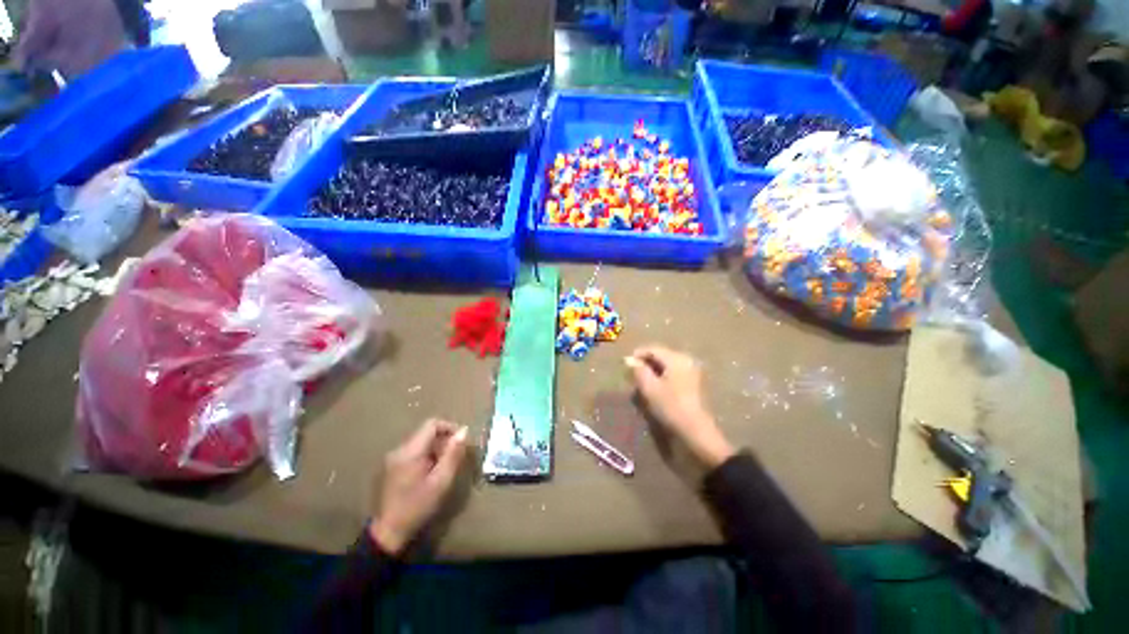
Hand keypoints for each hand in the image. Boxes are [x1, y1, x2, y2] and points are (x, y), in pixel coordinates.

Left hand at [369, 419, 468, 554]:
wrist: (388, 533)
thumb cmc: (417, 507)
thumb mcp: (441, 482)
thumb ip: (453, 454)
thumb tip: (464, 431)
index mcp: (410, 451)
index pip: (432, 424)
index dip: (450, 427)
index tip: (461, 441)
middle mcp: (399, 450)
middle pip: (426, 433)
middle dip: (444, 441)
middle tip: (455, 459)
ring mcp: (393, 459)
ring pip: (420, 443)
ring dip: (435, 449)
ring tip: (444, 468)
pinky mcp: (391, 467)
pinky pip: (413, 452)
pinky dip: (426, 457)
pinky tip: (430, 474)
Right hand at [626, 346, 734, 468]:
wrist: (696, 433)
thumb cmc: (670, 407)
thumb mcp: (649, 387)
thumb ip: (638, 370)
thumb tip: (629, 360)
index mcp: (676, 358)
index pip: (652, 349)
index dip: (637, 355)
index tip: (625, 366)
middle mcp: (686, 360)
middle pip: (660, 356)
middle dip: (645, 364)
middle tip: (632, 376)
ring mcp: (692, 372)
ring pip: (666, 366)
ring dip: (653, 372)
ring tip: (642, 384)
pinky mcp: (694, 384)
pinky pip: (673, 374)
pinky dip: (662, 378)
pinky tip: (655, 390)